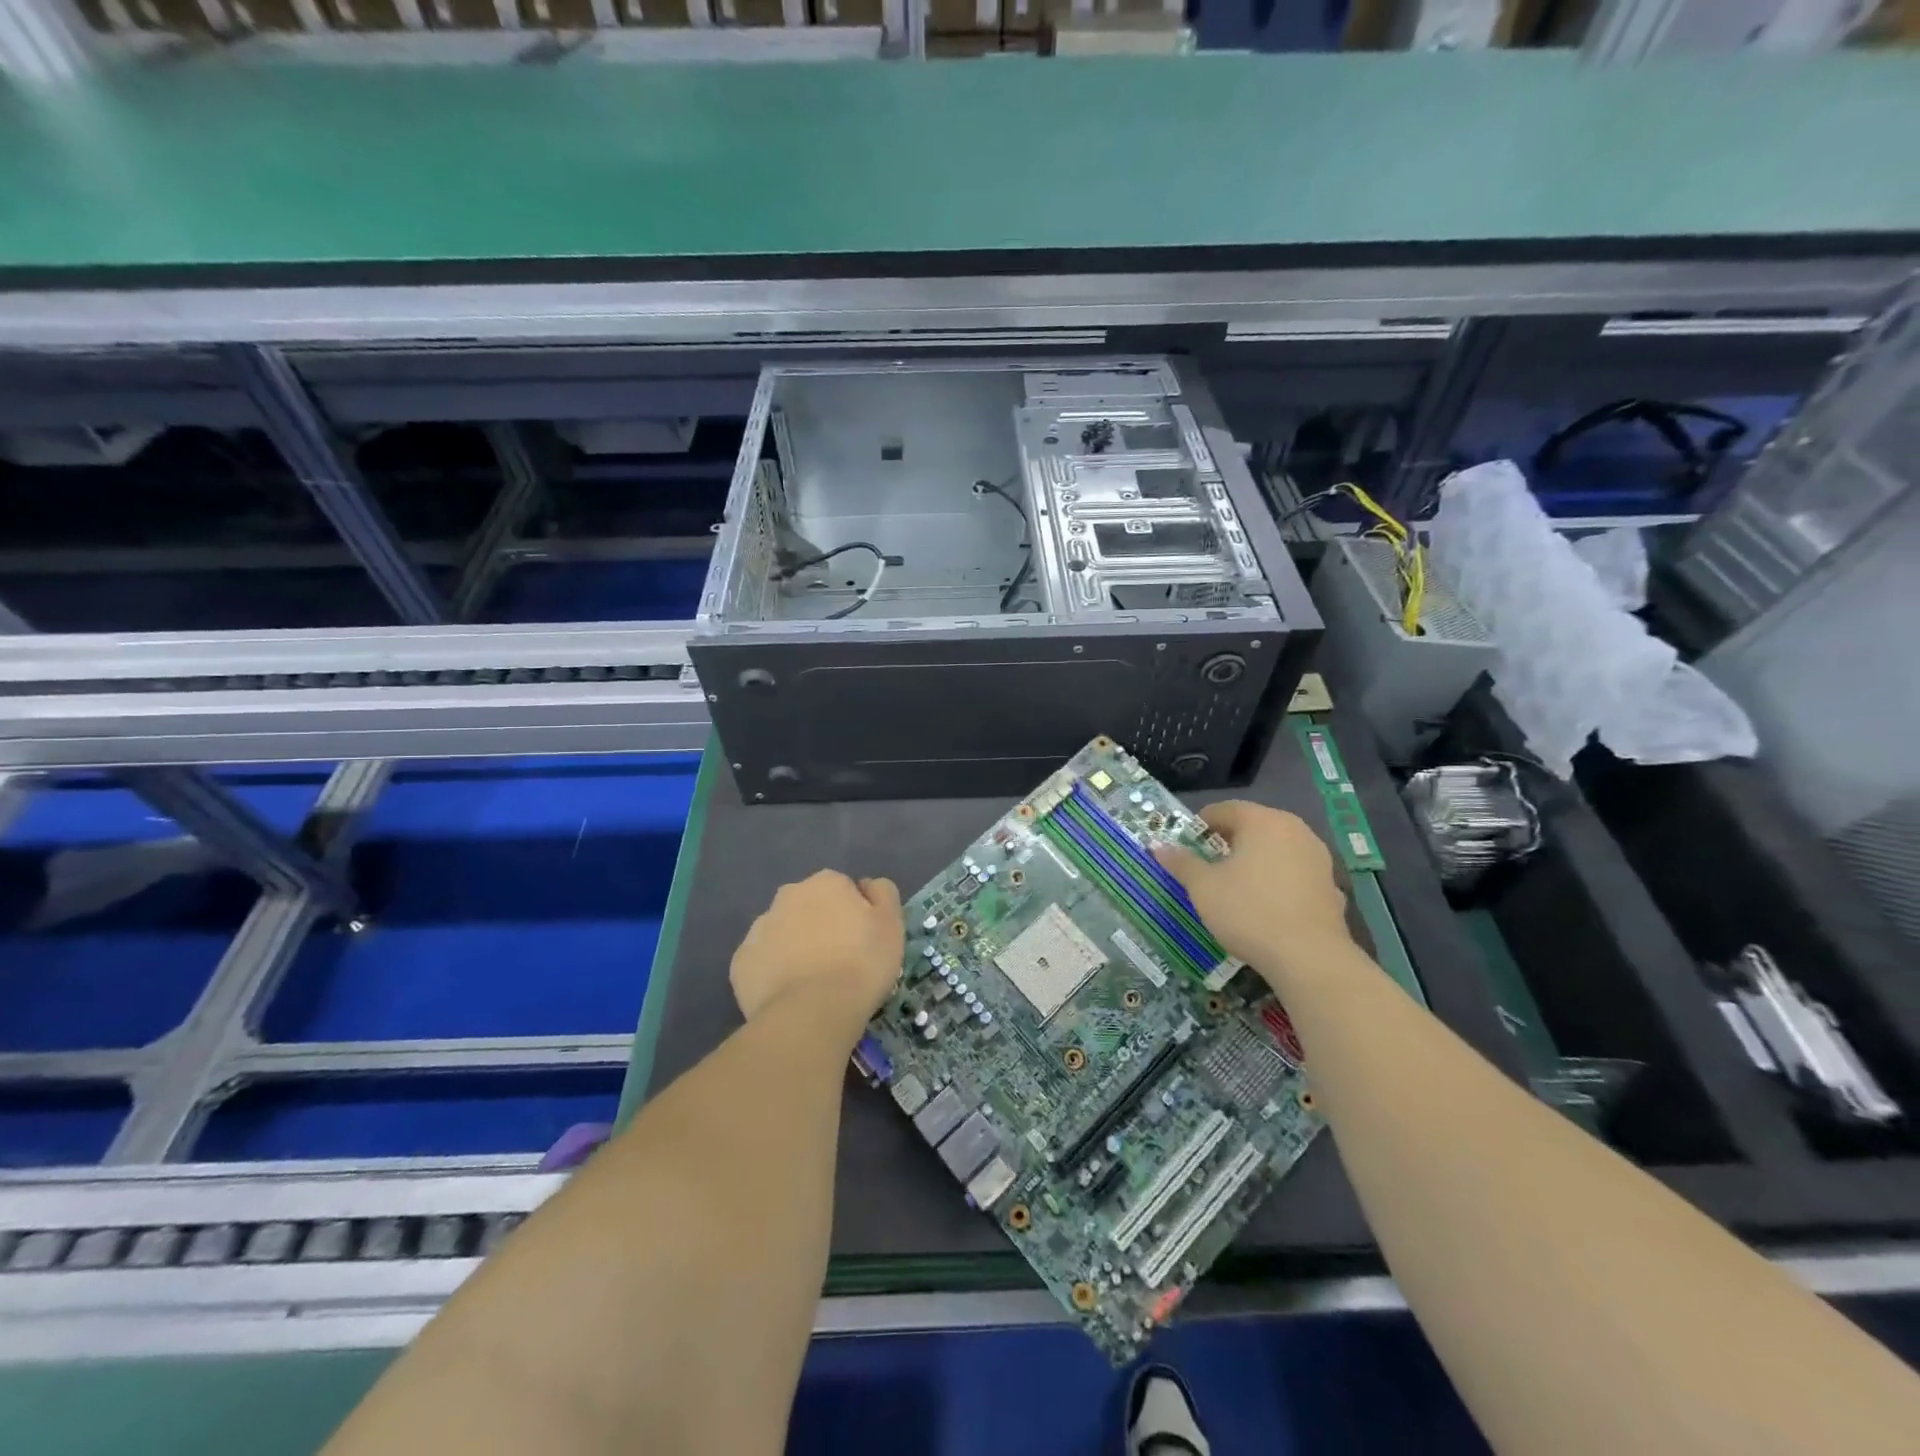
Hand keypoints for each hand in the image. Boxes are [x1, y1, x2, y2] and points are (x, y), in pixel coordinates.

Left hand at [730, 871, 903, 1043]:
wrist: (811, 1013)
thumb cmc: (861, 964)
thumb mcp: (892, 924)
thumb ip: (883, 894)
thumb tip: (867, 886)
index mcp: (826, 883)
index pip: (843, 889)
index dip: (855, 914)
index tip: (863, 941)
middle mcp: (788, 895)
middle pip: (809, 906)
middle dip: (821, 925)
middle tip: (839, 961)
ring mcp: (759, 928)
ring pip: (783, 932)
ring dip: (796, 947)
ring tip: (814, 983)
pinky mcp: (741, 962)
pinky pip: (763, 962)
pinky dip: (774, 973)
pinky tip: (790, 995)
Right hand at [1155, 802, 1352, 986]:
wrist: (1308, 956)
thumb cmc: (1248, 910)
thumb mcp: (1203, 887)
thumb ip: (1181, 863)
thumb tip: (1158, 847)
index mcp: (1262, 821)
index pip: (1225, 809)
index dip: (1201, 824)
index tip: (1187, 844)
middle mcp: (1295, 830)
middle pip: (1254, 826)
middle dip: (1229, 841)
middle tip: (1207, 863)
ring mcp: (1318, 858)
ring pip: (1277, 849)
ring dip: (1255, 860)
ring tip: (1236, 885)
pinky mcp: (1331, 886)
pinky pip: (1295, 875)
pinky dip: (1279, 882)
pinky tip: (1267, 906)